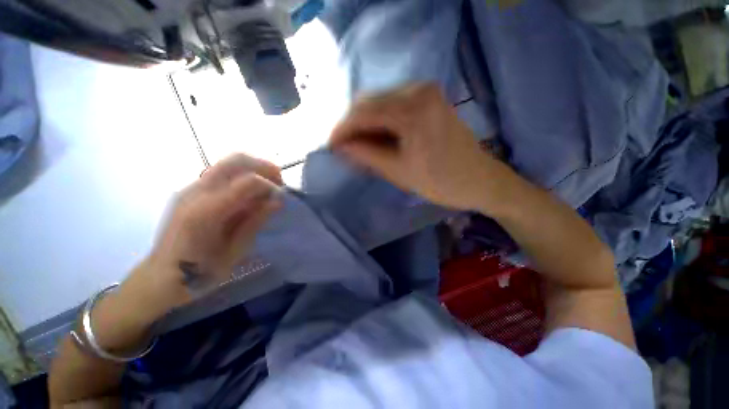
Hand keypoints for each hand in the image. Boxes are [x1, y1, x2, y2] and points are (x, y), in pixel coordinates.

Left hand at [125, 154, 282, 316]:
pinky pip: (223, 174)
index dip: (270, 185)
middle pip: (236, 160)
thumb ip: (255, 223)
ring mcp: (190, 188)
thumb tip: (277, 202)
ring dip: (254, 171)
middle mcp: (195, 192)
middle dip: (264, 167)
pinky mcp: (191, 191)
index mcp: (206, 212)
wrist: (160, 277)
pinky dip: (243, 178)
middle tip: (279, 183)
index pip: (247, 181)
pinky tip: (250, 196)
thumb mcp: (234, 253)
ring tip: (267, 190)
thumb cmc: (198, 274)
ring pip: (229, 163)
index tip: (282, 198)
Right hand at [329, 83, 498, 210]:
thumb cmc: (440, 182)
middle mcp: (418, 89)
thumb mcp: (398, 171)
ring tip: (357, 144)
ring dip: (364, 122)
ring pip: (380, 101)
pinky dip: (380, 120)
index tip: (329, 145)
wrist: (480, 180)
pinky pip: (393, 104)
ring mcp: (425, 91)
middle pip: (369, 101)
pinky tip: (375, 136)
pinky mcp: (429, 98)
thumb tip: (339, 146)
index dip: (342, 129)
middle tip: (342, 146)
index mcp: (412, 109)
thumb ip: (366, 154)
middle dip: (351, 125)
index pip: (363, 112)